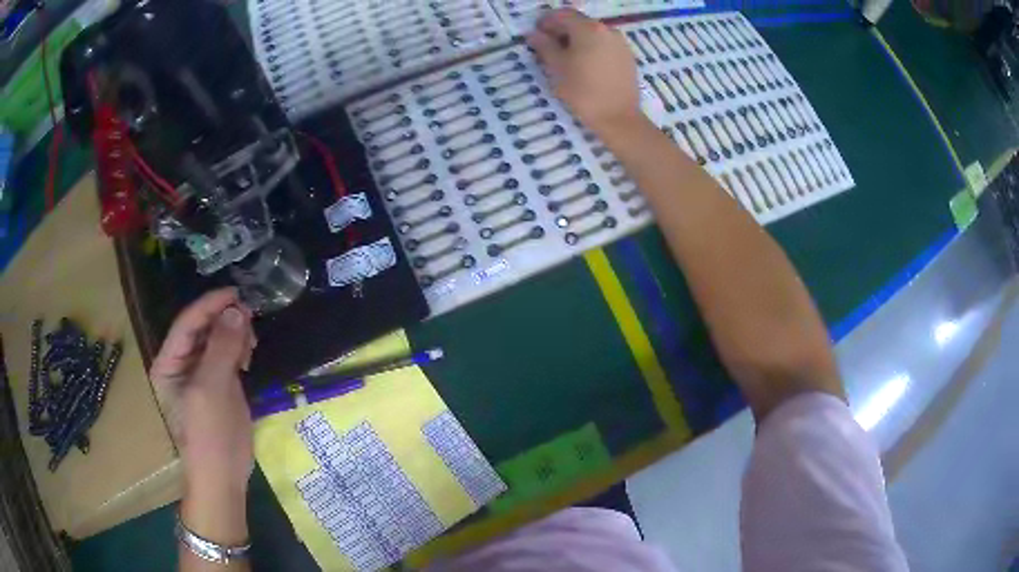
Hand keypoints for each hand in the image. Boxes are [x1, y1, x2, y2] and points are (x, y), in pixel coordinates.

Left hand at [150, 288, 255, 498]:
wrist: (224, 476)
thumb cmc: (209, 435)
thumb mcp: (211, 391)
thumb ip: (221, 349)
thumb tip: (237, 311)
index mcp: (169, 363)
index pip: (187, 324)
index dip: (209, 305)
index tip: (235, 293)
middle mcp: (182, 363)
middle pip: (202, 328)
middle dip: (224, 319)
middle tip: (250, 317)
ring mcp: (201, 373)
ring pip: (217, 338)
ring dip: (234, 333)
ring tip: (251, 341)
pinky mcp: (219, 383)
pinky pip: (228, 354)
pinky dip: (240, 347)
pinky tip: (250, 353)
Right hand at [527, 9, 642, 136]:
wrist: (618, 118)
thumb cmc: (583, 91)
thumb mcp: (556, 68)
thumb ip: (544, 46)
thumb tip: (533, 34)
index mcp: (588, 28)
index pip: (562, 15)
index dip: (546, 21)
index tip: (535, 33)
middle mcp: (607, 30)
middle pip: (579, 22)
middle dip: (561, 30)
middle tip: (547, 45)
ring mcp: (620, 43)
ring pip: (593, 34)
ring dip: (576, 39)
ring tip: (564, 57)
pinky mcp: (627, 57)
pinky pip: (604, 45)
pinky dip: (591, 48)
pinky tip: (583, 64)